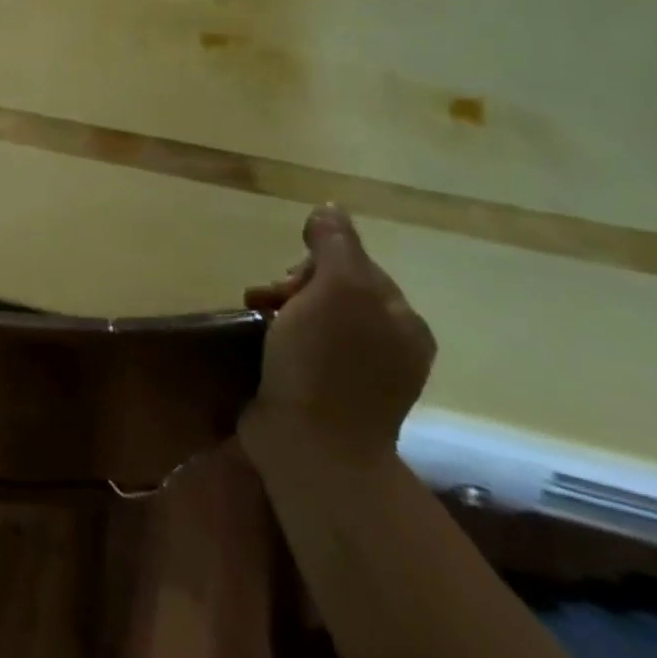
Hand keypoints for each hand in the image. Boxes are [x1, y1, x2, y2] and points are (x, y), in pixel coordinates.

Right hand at [240, 205, 434, 464]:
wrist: (310, 448)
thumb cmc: (325, 363)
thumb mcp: (336, 289)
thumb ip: (336, 244)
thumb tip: (330, 209)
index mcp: (402, 321)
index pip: (355, 265)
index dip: (317, 264)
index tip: (291, 282)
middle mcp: (389, 346)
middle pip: (333, 290)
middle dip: (295, 286)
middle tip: (269, 300)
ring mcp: (360, 375)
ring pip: (313, 317)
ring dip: (280, 309)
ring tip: (254, 318)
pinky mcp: (328, 394)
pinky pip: (303, 346)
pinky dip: (279, 337)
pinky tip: (260, 342)